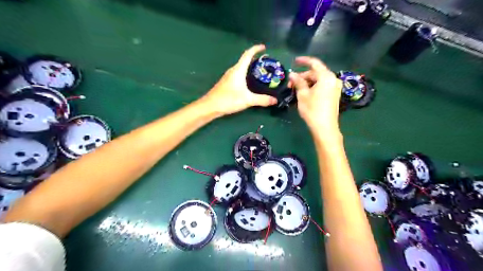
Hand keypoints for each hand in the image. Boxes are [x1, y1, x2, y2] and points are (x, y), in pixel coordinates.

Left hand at [202, 44, 276, 115]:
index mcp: (238, 70)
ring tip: (260, 72)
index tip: (264, 47)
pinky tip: (250, 83)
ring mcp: (229, 77)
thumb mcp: (247, 100)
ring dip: (250, 67)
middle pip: (245, 60)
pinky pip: (238, 74)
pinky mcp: (227, 83)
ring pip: (241, 68)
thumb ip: (262, 100)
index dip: (256, 49)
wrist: (210, 106)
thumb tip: (275, 100)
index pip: (248, 54)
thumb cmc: (228, 99)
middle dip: (256, 59)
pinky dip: (246, 74)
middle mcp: (233, 70)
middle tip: (266, 63)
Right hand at [286, 56, 342, 134]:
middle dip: (303, 76)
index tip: (294, 61)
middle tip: (291, 83)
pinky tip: (305, 93)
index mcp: (326, 77)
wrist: (325, 127)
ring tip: (296, 89)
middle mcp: (333, 79)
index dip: (304, 61)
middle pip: (316, 73)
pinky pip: (323, 86)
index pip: (314, 63)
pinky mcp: (334, 95)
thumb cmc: (312, 110)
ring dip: (307, 82)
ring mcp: (335, 87)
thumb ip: (298, 82)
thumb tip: (292, 74)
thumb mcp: (302, 95)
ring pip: (319, 80)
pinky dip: (314, 87)